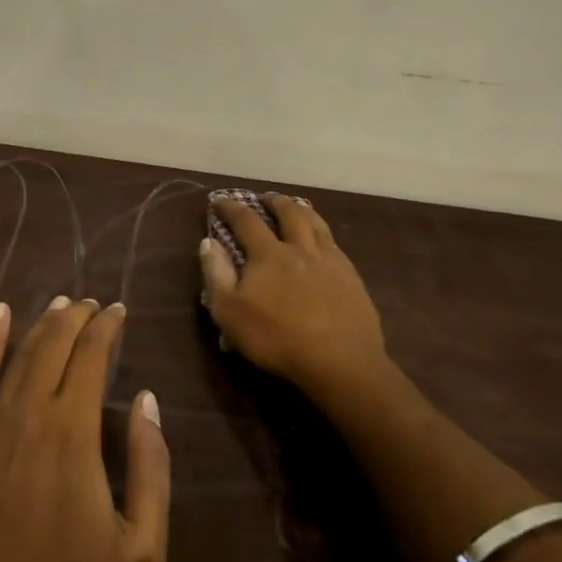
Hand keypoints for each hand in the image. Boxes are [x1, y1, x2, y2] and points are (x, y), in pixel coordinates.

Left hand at [0, 296, 171, 561]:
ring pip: (19, 354)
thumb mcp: (141, 546)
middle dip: (77, 316)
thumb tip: (146, 400)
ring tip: (61, 304)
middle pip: (54, 344)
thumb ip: (150, 466)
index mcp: (73, 432)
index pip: (92, 355)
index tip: (119, 311)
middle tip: (93, 303)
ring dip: (42, 323)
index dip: (107, 326)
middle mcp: (28, 414)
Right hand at [203, 194, 387, 398]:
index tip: (219, 200)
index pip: (246, 220)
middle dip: (274, 202)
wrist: (340, 362)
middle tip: (266, 199)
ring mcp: (330, 261)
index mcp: (269, 254)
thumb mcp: (230, 312)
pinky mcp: (352, 278)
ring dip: (303, 211)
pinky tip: (325, 245)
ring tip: (297, 209)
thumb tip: (209, 242)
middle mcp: (300, 248)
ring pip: (317, 224)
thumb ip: (217, 275)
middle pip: (289, 213)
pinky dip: (324, 236)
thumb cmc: (277, 338)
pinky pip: (336, 246)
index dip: (231, 208)